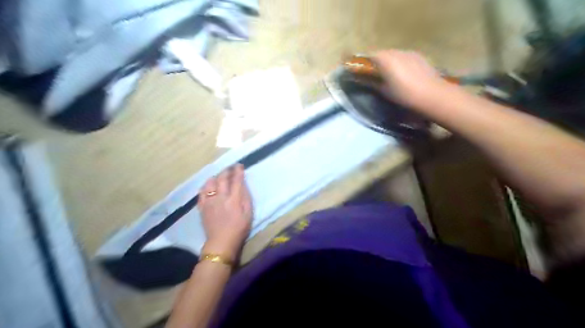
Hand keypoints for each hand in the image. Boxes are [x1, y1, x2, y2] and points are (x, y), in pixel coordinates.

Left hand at [199, 166, 251, 259]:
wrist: (221, 242)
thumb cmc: (239, 228)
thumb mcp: (248, 213)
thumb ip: (246, 197)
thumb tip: (243, 185)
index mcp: (234, 199)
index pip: (236, 180)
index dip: (238, 171)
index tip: (239, 165)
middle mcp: (221, 197)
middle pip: (222, 178)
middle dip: (226, 170)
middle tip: (230, 168)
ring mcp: (209, 201)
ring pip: (210, 183)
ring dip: (215, 177)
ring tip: (219, 176)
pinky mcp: (202, 207)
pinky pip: (201, 192)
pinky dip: (205, 187)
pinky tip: (208, 186)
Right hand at [372, 49, 449, 108]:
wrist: (431, 94)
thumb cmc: (403, 93)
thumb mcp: (384, 91)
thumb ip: (373, 82)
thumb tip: (366, 79)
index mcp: (384, 58)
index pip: (369, 56)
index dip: (365, 64)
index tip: (362, 72)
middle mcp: (396, 51)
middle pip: (382, 54)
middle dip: (378, 62)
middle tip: (375, 75)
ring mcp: (409, 52)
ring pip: (394, 55)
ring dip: (390, 62)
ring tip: (390, 75)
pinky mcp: (419, 56)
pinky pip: (405, 57)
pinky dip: (401, 63)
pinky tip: (404, 74)